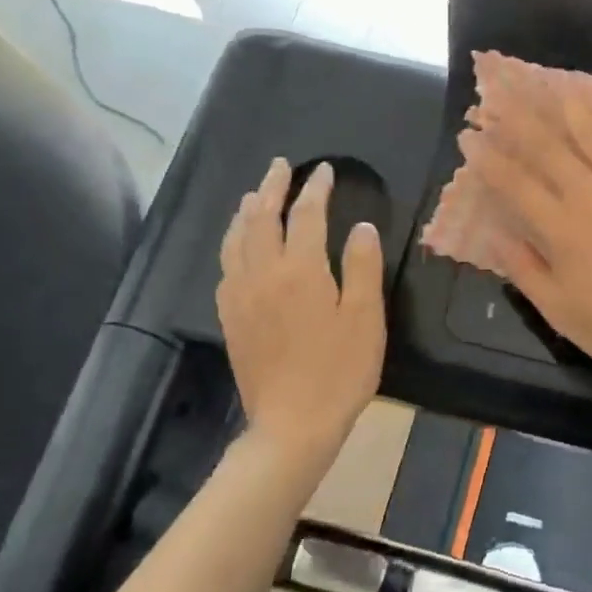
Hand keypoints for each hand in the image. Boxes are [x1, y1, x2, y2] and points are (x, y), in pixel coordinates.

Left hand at [217, 159, 385, 479]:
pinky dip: (233, 244)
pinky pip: (226, 267)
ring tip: (253, 195)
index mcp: (300, 271)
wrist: (292, 425)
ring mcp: (240, 297)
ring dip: (246, 212)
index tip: (325, 170)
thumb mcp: (366, 317)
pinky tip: (239, 247)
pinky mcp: (231, 318)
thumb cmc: (340, 370)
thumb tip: (361, 227)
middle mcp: (263, 275)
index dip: (316, 189)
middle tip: (281, 166)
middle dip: (272, 188)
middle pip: (262, 218)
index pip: (306, 215)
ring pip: (236, 241)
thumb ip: (363, 266)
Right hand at [458, 83, 591, 389]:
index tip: (470, 137)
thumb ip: (526, 269)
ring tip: (555, 89)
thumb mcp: (560, 311)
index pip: (515, 184)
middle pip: (551, 149)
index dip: (489, 159)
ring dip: (572, 109)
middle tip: (503, 96)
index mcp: (562, 229)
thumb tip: (497, 235)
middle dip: (522, 121)